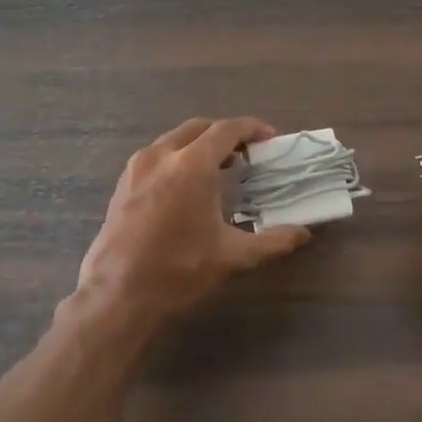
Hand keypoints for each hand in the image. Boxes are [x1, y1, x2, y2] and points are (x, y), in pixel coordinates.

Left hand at [75, 117, 311, 332]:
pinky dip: (177, 158)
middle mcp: (162, 155)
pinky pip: (156, 156)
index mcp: (191, 165)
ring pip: (174, 140)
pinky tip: (186, 186)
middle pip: (199, 128)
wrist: (118, 294)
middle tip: (246, 154)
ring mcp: (137, 167)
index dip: (252, 129)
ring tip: (219, 168)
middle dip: (225, 134)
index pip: (227, 130)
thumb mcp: (232, 256)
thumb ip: (273, 241)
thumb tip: (303, 234)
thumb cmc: (179, 270)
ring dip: (199, 145)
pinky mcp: (122, 183)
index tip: (269, 139)